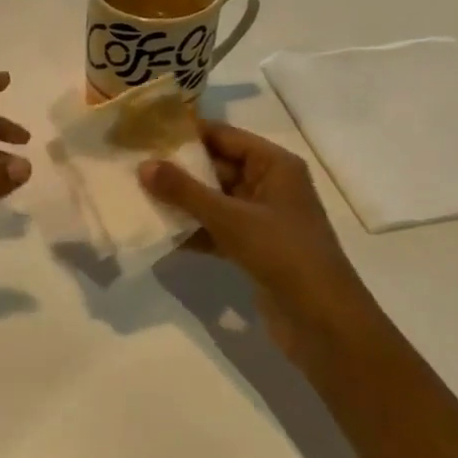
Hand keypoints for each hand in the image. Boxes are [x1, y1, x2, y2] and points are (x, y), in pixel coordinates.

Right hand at [139, 122, 364, 359]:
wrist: (324, 323)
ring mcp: (261, 218)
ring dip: (181, 201)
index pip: (223, 135)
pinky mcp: (253, 247)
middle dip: (177, 169)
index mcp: (274, 165)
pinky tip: (159, 233)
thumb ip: (185, 191)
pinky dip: (192, 230)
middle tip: (133, 165)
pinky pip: (216, 228)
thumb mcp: (230, 219)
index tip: (145, 133)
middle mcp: (269, 184)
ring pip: (213, 199)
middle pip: (216, 166)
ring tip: (137, 195)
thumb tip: (143, 166)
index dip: (186, 133)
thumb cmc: (283, 254)